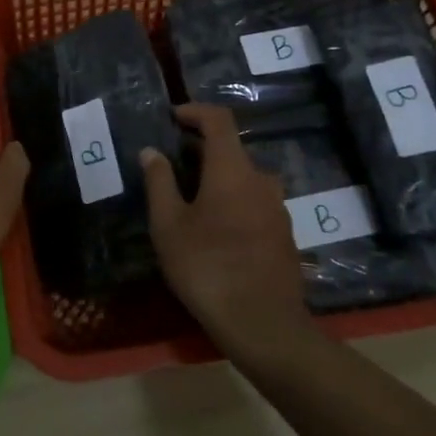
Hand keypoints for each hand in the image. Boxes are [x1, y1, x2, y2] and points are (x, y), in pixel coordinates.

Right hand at [141, 104, 310, 358]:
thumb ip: (159, 182)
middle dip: (201, 149)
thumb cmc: (207, 267)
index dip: (195, 111)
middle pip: (232, 149)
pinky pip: (255, 202)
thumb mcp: (169, 224)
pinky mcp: (284, 234)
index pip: (219, 120)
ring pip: (244, 178)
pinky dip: (233, 200)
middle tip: (172, 163)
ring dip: (218, 177)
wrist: (263, 325)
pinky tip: (215, 228)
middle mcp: (261, 180)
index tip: (173, 117)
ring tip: (191, 198)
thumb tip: (151, 151)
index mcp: (232, 169)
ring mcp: (277, 208)